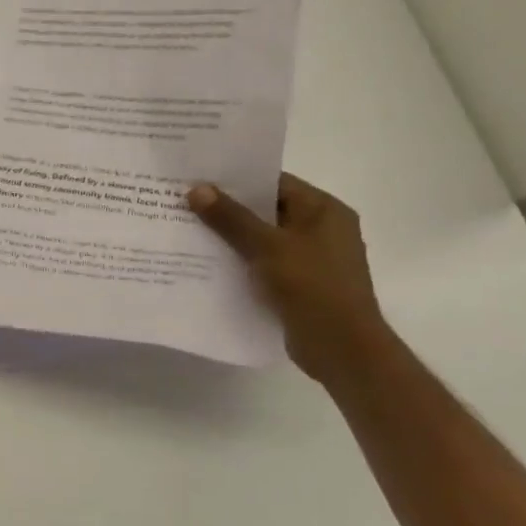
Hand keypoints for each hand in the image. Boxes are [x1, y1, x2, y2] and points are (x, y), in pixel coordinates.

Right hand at [188, 173, 390, 383]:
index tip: (198, 177)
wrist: (341, 348)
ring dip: (230, 236)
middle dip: (227, 208)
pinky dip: (240, 260)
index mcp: (324, 211)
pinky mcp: (300, 284)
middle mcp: (322, 229)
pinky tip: (207, 262)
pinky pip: (263, 262)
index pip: (275, 182)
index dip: (237, 179)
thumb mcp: (267, 246)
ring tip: (187, 229)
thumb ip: (231, 217)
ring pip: (262, 238)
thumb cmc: (312, 286)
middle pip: (267, 210)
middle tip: (184, 202)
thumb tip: (197, 188)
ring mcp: (311, 258)